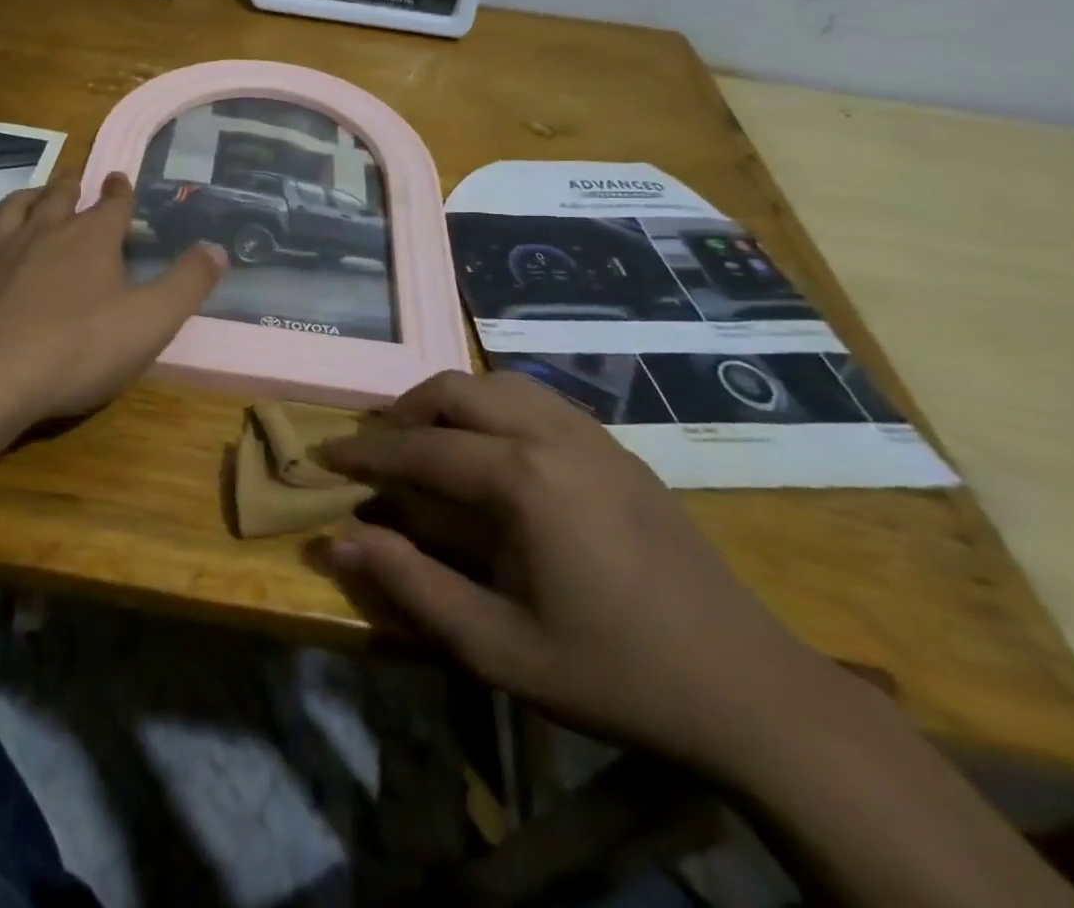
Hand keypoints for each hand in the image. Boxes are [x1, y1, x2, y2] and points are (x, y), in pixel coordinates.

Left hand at [0, 173, 225, 437]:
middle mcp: (45, 234)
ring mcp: (3, 255)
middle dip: (73, 187)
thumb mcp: (151, 321)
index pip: (112, 203)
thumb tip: (217, 249)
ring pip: (15, 210)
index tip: (121, 179)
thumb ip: (187, 284)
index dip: (121, 191)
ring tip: (37, 196)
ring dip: (30, 197)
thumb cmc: (78, 348)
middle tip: (78, 181)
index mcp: (91, 239)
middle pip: (60, 197)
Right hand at [319, 371, 847, 778]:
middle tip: (379, 448)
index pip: (420, 448)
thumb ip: (412, 586)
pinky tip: (494, 451)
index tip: (325, 453)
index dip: (365, 452)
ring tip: (430, 441)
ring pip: (499, 383)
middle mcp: (552, 436)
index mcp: (521, 480)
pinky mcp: (618, 449)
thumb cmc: (612, 672)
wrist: (748, 689)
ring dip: (452, 401)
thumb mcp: (497, 647)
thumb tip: (338, 541)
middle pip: (457, 390)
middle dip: (405, 410)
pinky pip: (538, 399)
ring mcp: (592, 435)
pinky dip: (495, 407)